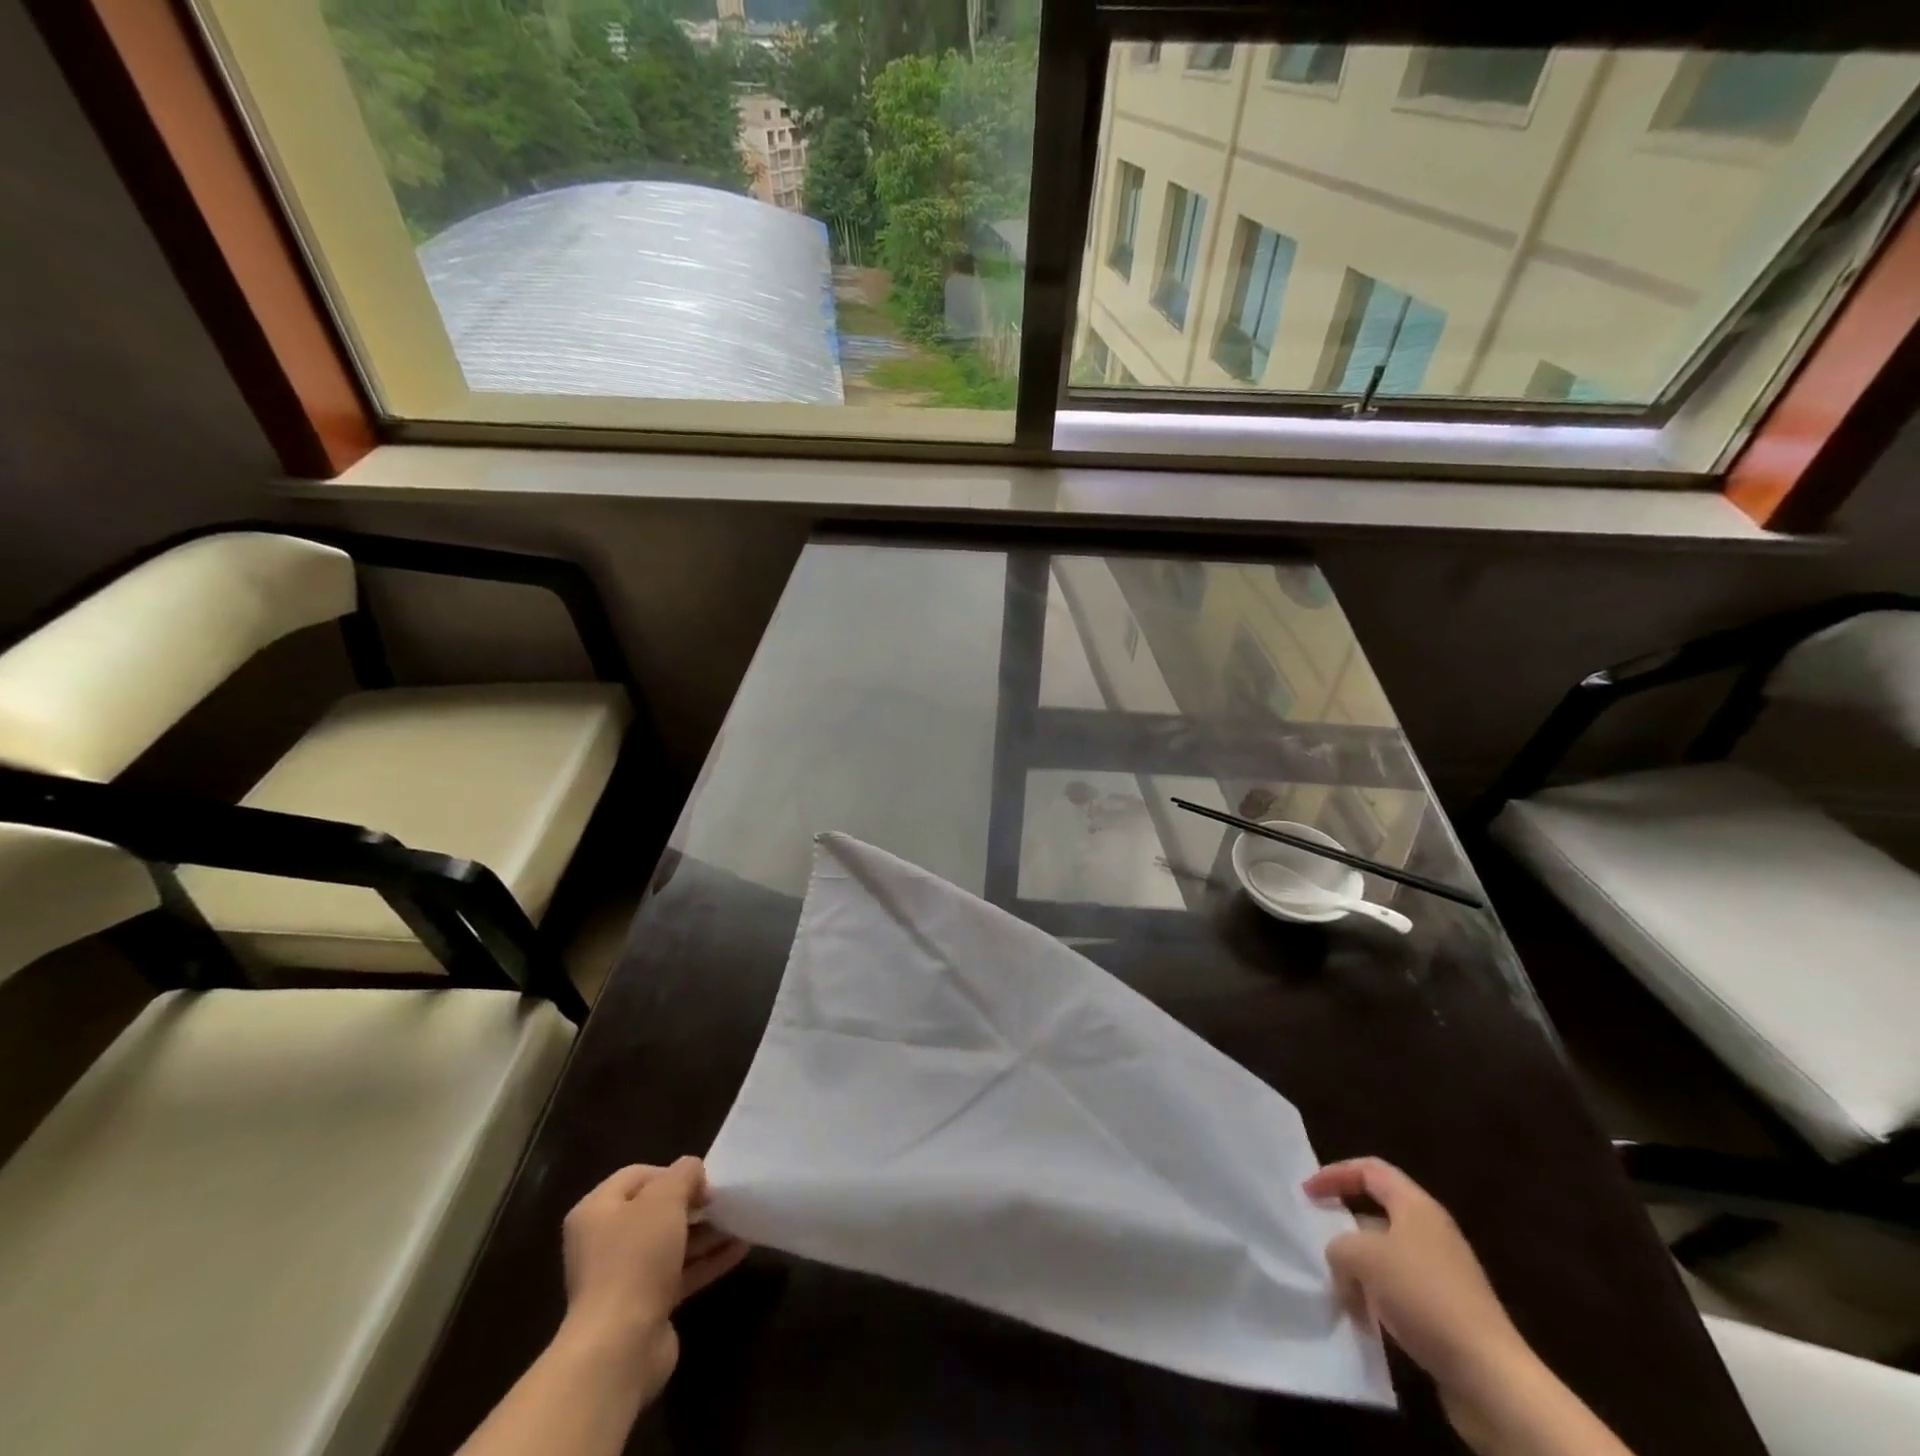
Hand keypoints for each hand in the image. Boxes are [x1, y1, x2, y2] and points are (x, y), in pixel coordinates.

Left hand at [559, 1158, 749, 1400]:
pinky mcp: (644, 1307)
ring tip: (741, 1222)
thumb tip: (693, 1174)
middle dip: (693, 1205)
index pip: (638, 1175)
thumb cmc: (636, 1258)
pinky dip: (706, 1260)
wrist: (619, 1346)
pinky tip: (739, 1250)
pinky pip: (679, 1273)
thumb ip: (684, 1174)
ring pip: (671, 1244)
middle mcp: (604, 1242)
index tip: (702, 1183)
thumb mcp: (665, 1198)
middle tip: (723, 1202)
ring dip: (706, 1232)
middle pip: (655, 1211)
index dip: (672, 1173)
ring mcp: (623, 1277)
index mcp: (596, 1211)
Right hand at [1305, 1159, 1533, 1438]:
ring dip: (1359, 1268)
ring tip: (1337, 1287)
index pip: (1369, 1170)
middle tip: (1318, 1239)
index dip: (1334, 1174)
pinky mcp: (1447, 1311)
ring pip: (1386, 1256)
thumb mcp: (1362, 1257)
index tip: (1307, 1194)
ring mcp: (1443, 1274)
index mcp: (1416, 1206)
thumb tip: (1340, 1261)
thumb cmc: (1423, 1296)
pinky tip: (1365, 1318)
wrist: (1490, 1376)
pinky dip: (1377, 1298)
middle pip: (1377, 1213)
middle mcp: (1432, 1232)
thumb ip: (1338, 1246)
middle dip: (1344, 1226)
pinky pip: (1400, 1291)